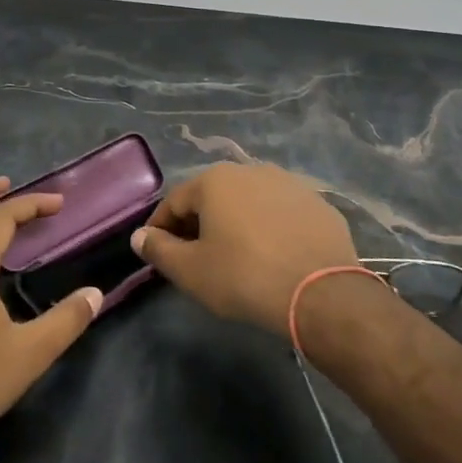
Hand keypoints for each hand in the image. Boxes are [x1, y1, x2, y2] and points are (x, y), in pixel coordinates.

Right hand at [131, 163, 359, 336]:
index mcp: (216, 180)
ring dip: (236, 222)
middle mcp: (252, 170)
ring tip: (235, 256)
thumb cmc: (244, 277)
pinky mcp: (318, 203)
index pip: (175, 201)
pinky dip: (269, 228)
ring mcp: (290, 183)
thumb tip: (140, 236)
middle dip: (199, 223)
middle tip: (194, 257)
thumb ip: (159, 250)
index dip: (161, 228)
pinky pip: (281, 213)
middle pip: (213, 196)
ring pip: (249, 202)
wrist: (321, 292)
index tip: (157, 252)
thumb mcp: (191, 271)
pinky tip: (273, 255)